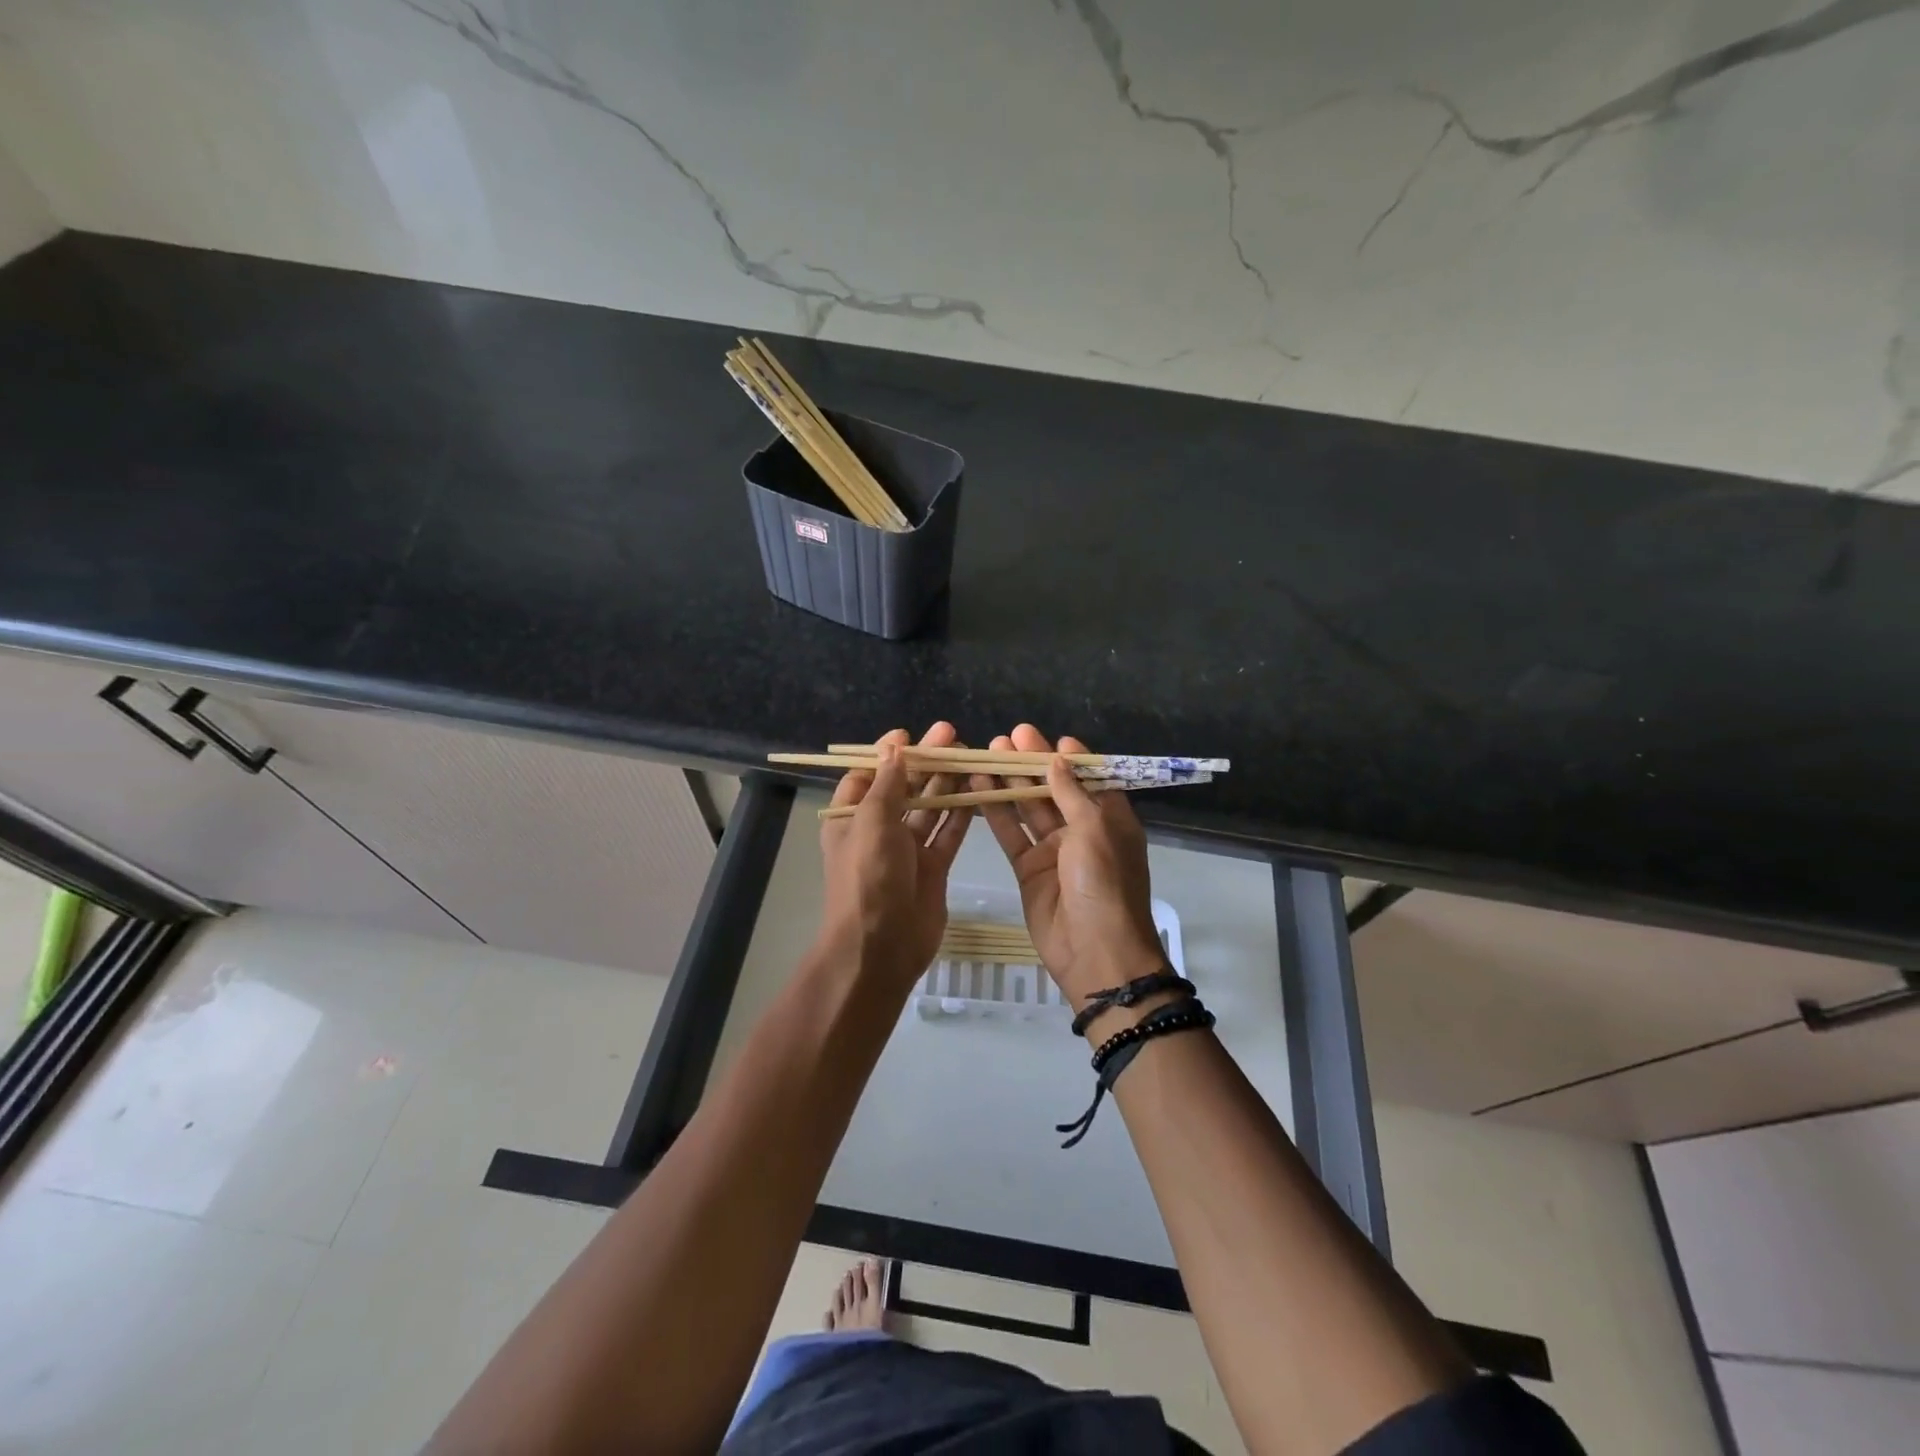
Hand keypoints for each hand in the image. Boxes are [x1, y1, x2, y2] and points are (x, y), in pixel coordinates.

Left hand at [819, 724, 973, 986]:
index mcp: (850, 818)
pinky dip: (962, 814)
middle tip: (953, 735)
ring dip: (947, 783)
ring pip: (930, 808)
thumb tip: (893, 746)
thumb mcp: (872, 821)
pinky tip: (980, 790)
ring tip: (970, 755)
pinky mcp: (933, 868)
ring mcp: (907, 850)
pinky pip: (949, 834)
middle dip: (926, 762)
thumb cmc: (868, 876)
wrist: (881, 946)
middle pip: (904, 788)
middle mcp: (877, 831)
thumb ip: (887, 783)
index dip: (888, 754)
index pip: (867, 775)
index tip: (911, 735)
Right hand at [972, 725, 1164, 1011]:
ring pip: (1028, 808)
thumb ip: (1072, 793)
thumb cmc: (1104, 883)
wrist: (1094, 952)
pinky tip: (977, 787)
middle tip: (1006, 737)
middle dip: (1031, 762)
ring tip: (986, 753)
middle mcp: (1082, 830)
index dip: (1069, 757)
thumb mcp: (1095, 830)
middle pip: (1054, 788)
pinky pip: (1011, 835)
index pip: (1090, 777)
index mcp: (1110, 818)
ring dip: (1009, 782)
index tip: (1046, 737)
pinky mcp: (1028, 869)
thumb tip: (1058, 759)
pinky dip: (996, 812)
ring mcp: (1053, 850)